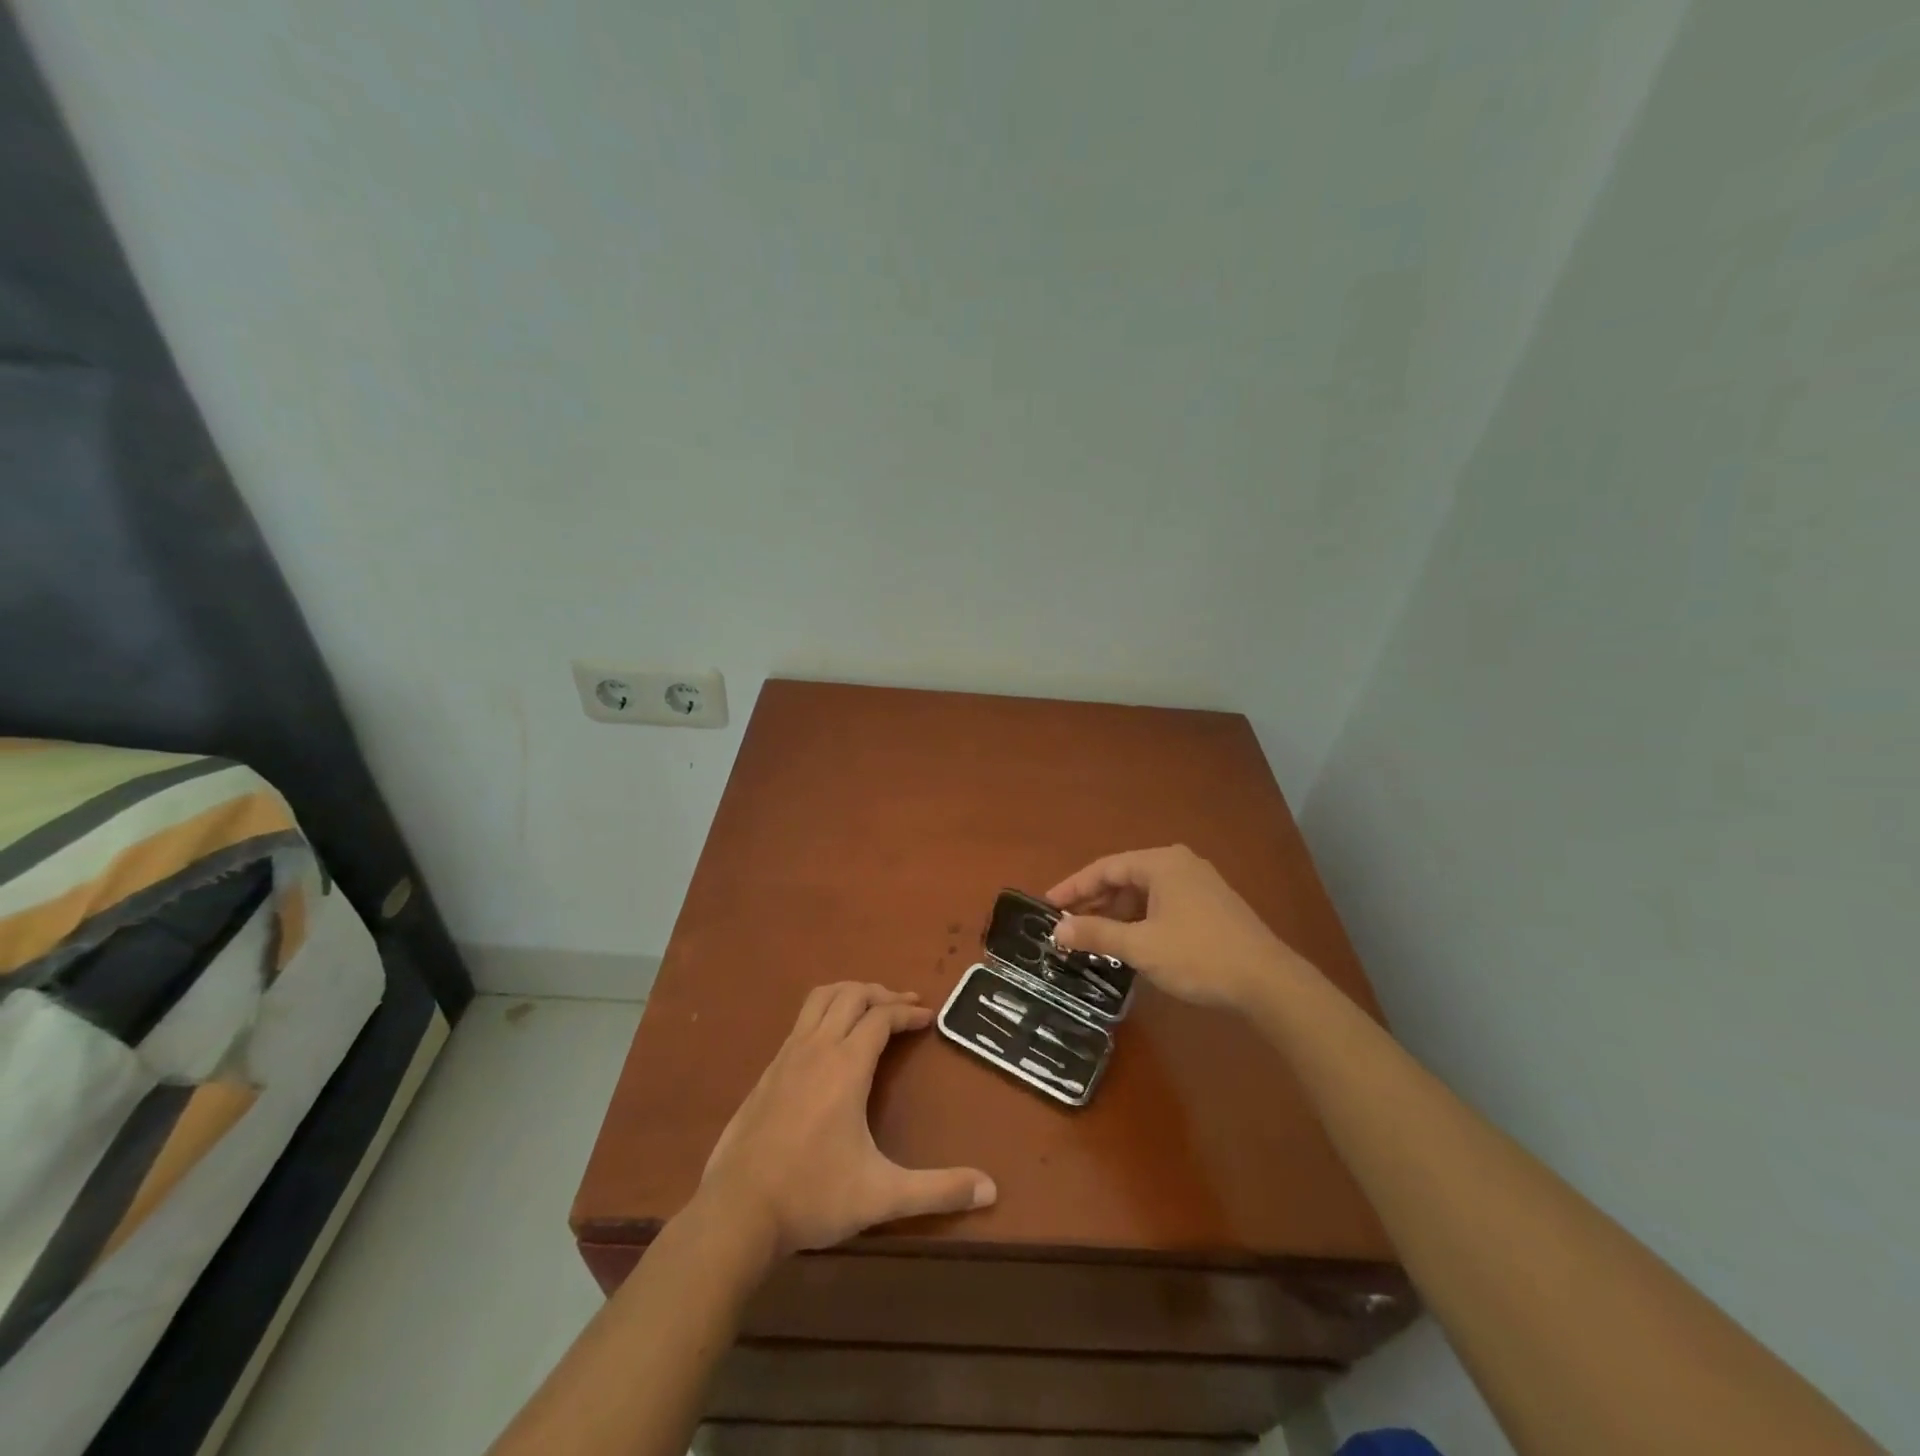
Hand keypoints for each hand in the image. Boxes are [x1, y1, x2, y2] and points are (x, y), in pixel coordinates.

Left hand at [694, 983, 996, 1259]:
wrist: (736, 1211)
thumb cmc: (813, 1195)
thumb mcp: (882, 1195)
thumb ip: (938, 1190)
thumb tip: (991, 1190)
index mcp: (846, 1065)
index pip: (882, 1016)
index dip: (908, 1012)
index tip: (928, 1017)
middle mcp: (817, 1047)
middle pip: (852, 995)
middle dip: (882, 993)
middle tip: (905, 1006)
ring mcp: (787, 1055)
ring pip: (820, 999)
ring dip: (850, 994)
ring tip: (870, 1008)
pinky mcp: (767, 1071)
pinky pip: (801, 1021)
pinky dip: (824, 1013)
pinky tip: (830, 1043)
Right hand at [1048, 845, 1311, 1013]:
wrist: (1268, 982)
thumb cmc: (1198, 955)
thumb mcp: (1140, 946)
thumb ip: (1096, 934)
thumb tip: (1058, 931)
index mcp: (1161, 863)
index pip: (1105, 868)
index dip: (1073, 887)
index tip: (1048, 906)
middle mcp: (1179, 864)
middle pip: (1124, 877)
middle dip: (1094, 902)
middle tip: (1067, 925)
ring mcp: (1198, 883)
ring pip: (1144, 893)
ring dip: (1117, 914)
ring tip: (1094, 938)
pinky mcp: (1210, 905)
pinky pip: (1162, 904)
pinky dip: (1140, 920)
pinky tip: (1130, 943)